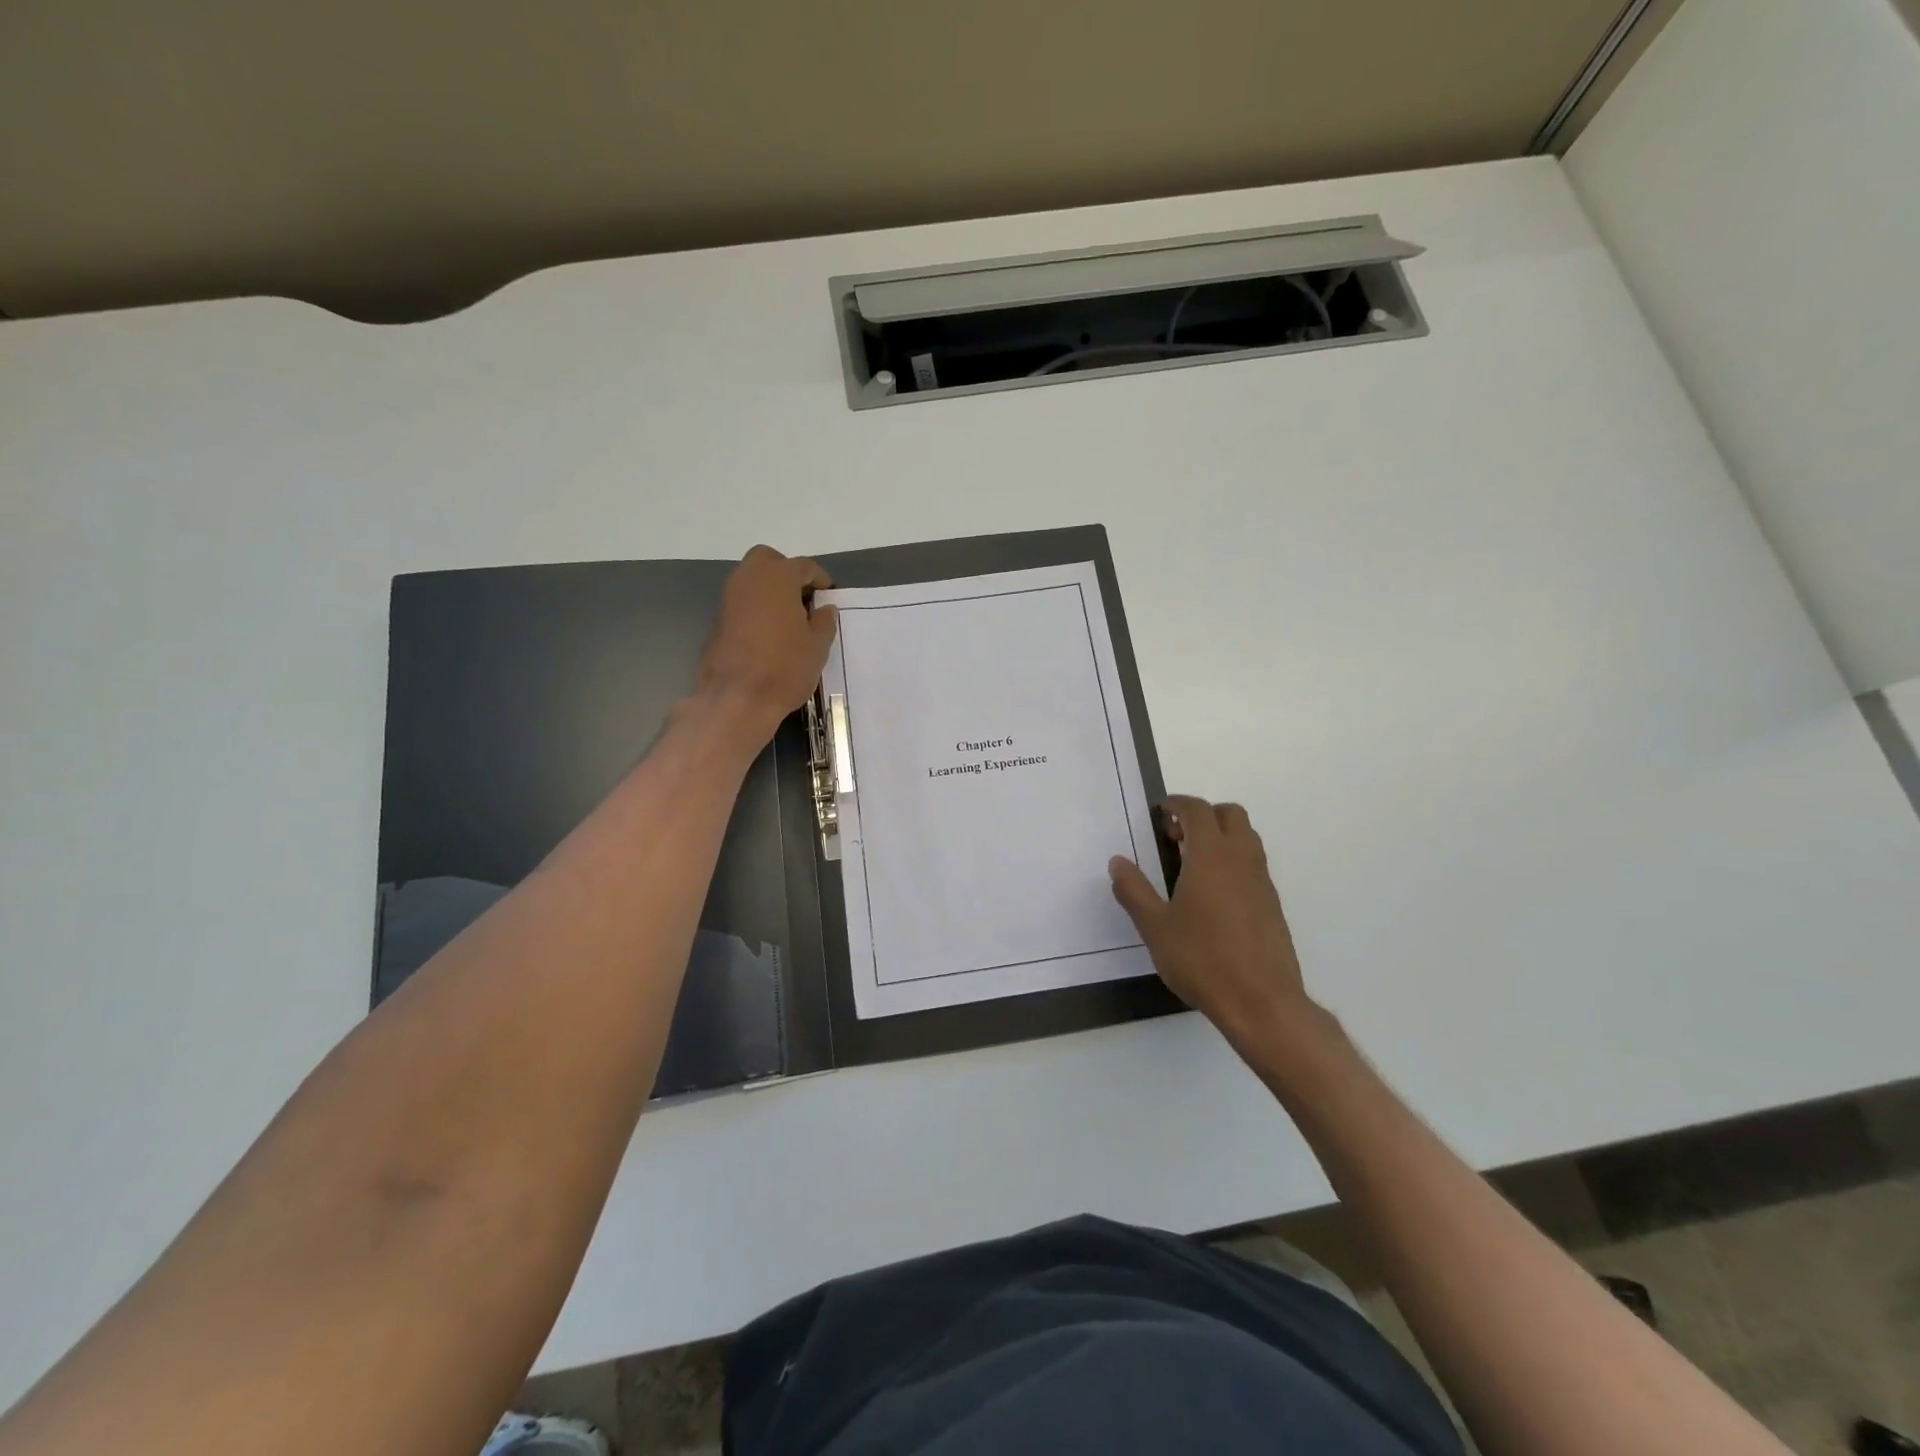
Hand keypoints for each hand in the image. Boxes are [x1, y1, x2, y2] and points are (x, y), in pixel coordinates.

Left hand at [694, 546, 837, 744]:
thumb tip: (824, 609)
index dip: (820, 580)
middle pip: (770, 561)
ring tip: (789, 618)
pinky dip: (756, 607)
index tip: (829, 597)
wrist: (737, 698)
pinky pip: (742, 601)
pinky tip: (770, 632)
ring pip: (751, 579)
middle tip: (804, 599)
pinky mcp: (717, 619)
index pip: (805, 566)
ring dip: (770, 590)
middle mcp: (749, 578)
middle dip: (788, 573)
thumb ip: (824, 621)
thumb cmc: (785, 668)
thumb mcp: (818, 646)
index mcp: (778, 577)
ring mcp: (728, 597)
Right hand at [1109, 796, 1323, 1056]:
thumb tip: (1118, 862)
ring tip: (1192, 865)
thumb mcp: (1155, 927)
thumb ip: (1134, 890)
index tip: (1160, 813)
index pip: (1198, 810)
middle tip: (1176, 838)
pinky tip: (1213, 896)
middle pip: (1230, 815)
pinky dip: (1233, 862)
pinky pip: (1254, 865)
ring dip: (1221, 837)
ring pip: (1246, 838)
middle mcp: (1241, 859)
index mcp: (1211, 856)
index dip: (1177, 804)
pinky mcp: (1273, 904)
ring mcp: (1262, 881)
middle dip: (1203, 815)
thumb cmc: (1202, 959)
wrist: (1261, 1002)